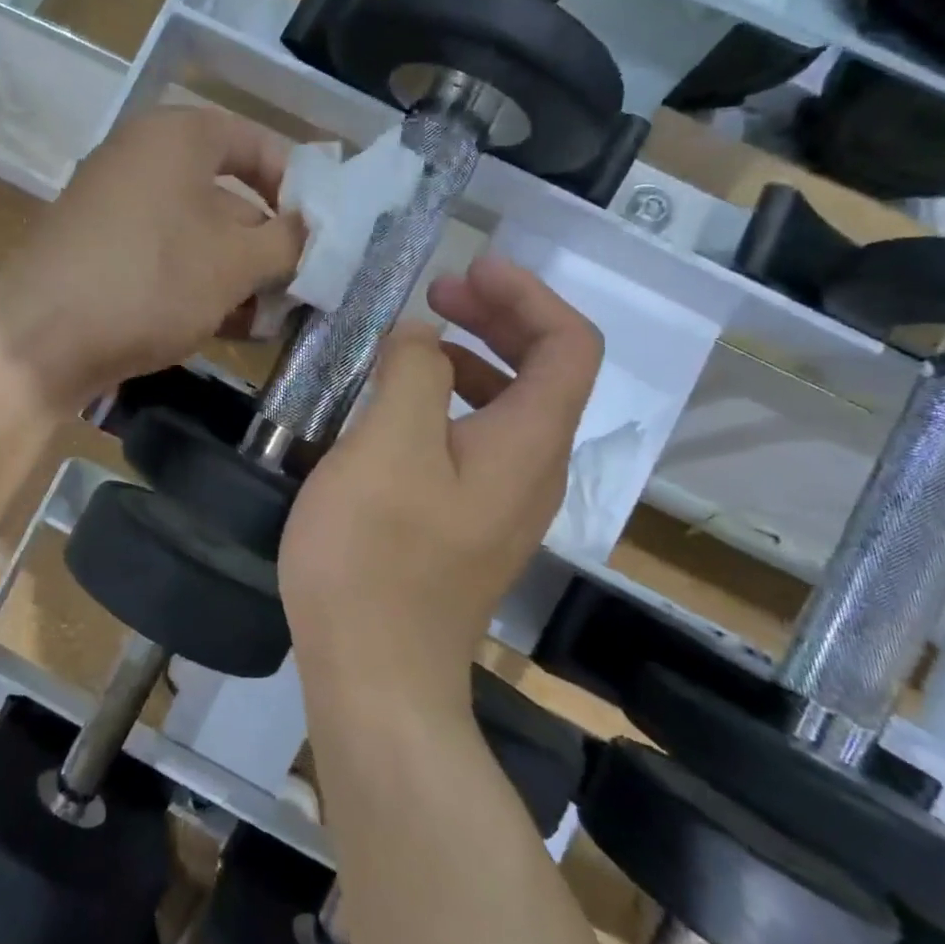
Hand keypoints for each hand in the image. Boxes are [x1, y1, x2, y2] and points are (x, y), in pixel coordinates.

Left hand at [0, 107, 303, 410]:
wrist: (39, 340)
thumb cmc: (150, 281)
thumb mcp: (235, 262)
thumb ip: (289, 242)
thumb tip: (312, 232)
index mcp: (178, 137)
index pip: (257, 144)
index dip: (297, 187)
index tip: (320, 235)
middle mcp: (143, 158)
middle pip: (229, 194)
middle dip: (268, 245)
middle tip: (299, 288)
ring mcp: (116, 206)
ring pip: (198, 234)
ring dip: (238, 275)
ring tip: (266, 320)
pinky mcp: (99, 250)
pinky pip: (165, 257)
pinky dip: (198, 285)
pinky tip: (226, 327)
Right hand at [279, 255, 602, 705]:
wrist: (375, 675)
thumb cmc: (376, 553)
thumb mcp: (387, 445)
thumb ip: (413, 372)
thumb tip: (422, 339)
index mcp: (528, 444)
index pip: (569, 346)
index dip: (528, 295)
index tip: (471, 268)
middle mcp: (533, 471)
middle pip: (546, 372)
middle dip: (499, 318)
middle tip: (437, 294)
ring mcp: (502, 503)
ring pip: (510, 406)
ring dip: (473, 357)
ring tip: (413, 343)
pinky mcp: (468, 525)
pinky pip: (478, 440)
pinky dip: (450, 402)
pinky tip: (397, 409)